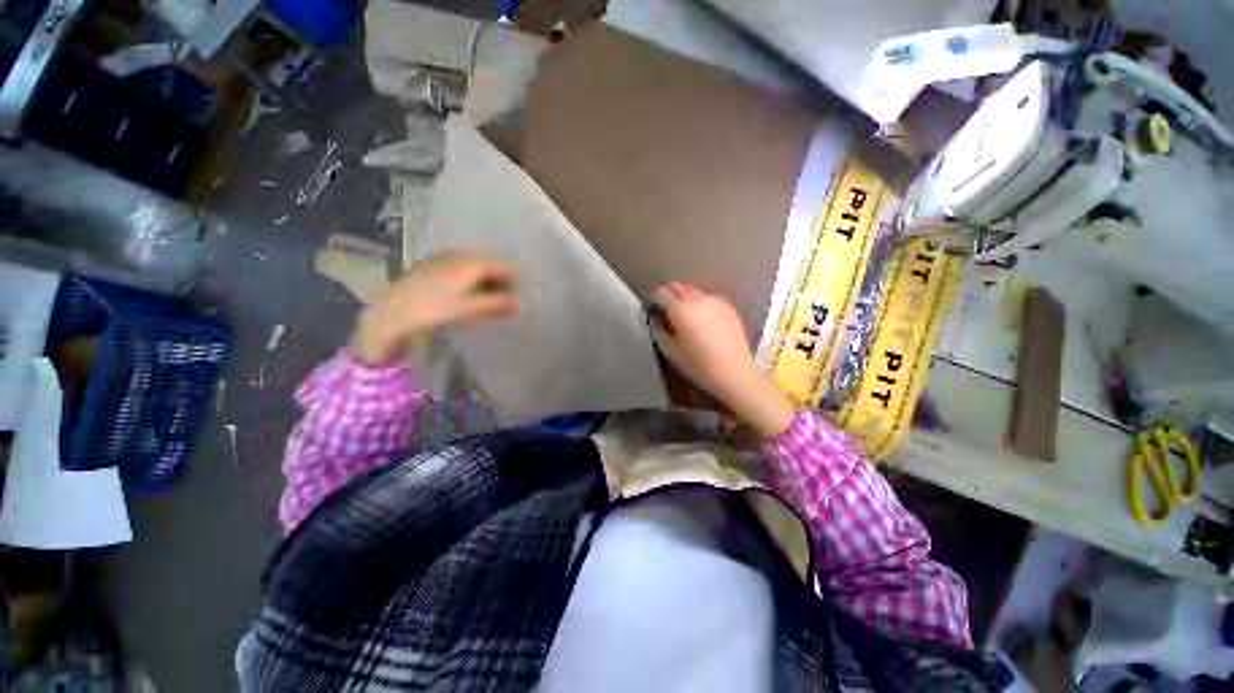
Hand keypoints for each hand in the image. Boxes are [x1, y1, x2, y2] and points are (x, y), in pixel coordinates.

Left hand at [352, 252, 519, 364]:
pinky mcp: (434, 266)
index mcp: (473, 261)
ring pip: (478, 269)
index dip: (517, 282)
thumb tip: (523, 304)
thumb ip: (500, 304)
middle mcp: (461, 254)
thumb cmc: (435, 308)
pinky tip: (468, 299)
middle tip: (505, 305)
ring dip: (487, 285)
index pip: (507, 266)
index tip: (519, 299)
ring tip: (487, 305)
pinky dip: (472, 284)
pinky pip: (463, 271)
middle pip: (492, 266)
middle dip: (502, 284)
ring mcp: (446, 258)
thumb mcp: (472, 308)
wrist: (392, 312)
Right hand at [650, 282, 795, 438]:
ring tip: (686, 314)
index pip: (662, 292)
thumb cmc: (698, 365)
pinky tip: (704, 319)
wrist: (734, 372)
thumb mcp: (670, 352)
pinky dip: (702, 303)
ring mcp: (715, 301)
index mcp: (681, 310)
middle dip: (670, 293)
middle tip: (668, 309)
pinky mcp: (729, 307)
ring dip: (686, 297)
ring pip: (695, 291)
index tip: (655, 308)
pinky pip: (709, 298)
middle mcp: (698, 299)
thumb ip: (659, 331)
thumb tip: (656, 320)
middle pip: (679, 286)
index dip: (655, 299)